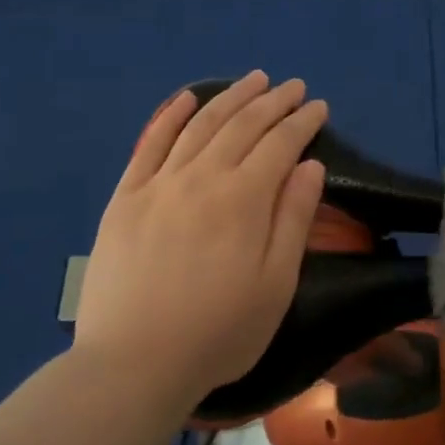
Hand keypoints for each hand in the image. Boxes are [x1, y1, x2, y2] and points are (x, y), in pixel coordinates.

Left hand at [73, 72, 328, 409]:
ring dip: (230, 97)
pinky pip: (150, 143)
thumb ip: (293, 219)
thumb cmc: (219, 332)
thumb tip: (309, 165)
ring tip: (253, 80)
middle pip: (242, 125)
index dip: (302, 121)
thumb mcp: (276, 284)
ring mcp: (159, 183)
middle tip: (292, 86)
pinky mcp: (125, 197)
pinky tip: (188, 99)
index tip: (318, 106)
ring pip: (201, 125)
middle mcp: (202, 177)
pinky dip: (171, 115)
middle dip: (272, 101)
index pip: (280, 144)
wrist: (133, 364)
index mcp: (243, 199)